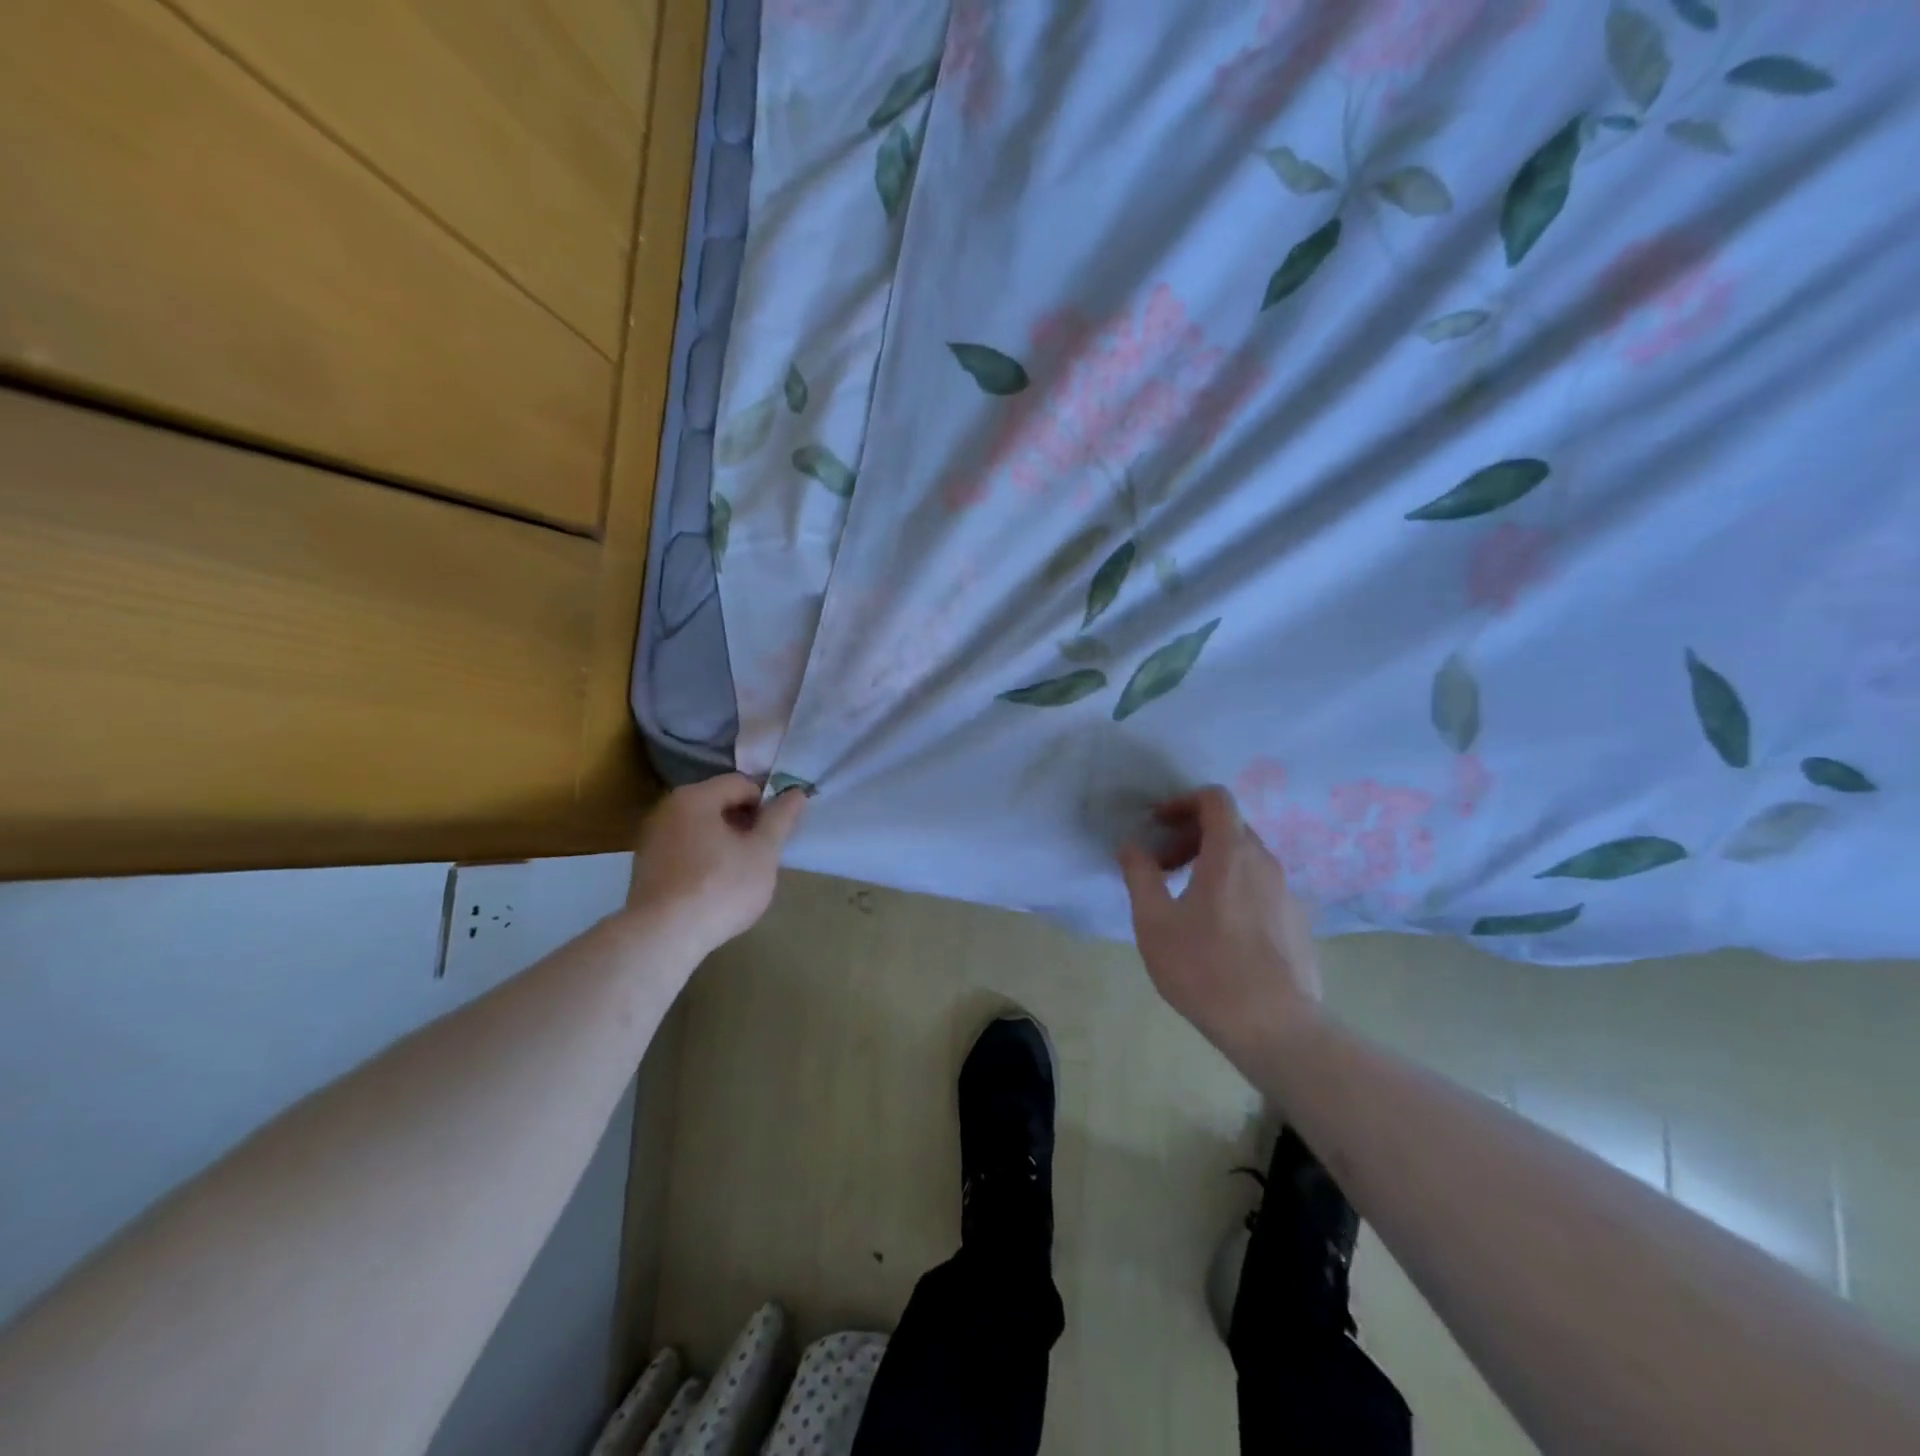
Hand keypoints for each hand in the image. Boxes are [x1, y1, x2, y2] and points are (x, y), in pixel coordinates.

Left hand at [627, 775, 807, 955]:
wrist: (662, 937)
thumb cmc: (720, 887)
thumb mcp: (763, 852)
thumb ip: (781, 819)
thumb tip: (797, 793)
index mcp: (695, 797)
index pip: (742, 783)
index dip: (767, 801)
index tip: (780, 829)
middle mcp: (667, 809)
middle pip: (719, 803)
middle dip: (746, 822)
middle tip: (766, 851)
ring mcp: (651, 838)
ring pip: (701, 828)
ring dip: (726, 841)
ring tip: (743, 871)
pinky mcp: (645, 866)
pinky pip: (684, 849)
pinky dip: (704, 858)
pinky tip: (715, 886)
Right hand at [1117, 786, 1322, 1066]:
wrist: (1275, 1028)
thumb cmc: (1205, 968)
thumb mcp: (1154, 921)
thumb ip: (1140, 875)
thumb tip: (1131, 846)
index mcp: (1231, 854)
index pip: (1215, 799)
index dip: (1182, 802)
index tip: (1157, 825)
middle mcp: (1265, 863)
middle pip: (1229, 827)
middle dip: (1191, 836)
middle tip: (1163, 867)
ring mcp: (1286, 893)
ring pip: (1246, 858)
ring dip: (1211, 863)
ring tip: (1185, 900)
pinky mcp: (1296, 922)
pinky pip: (1260, 886)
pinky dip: (1234, 887)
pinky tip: (1218, 930)